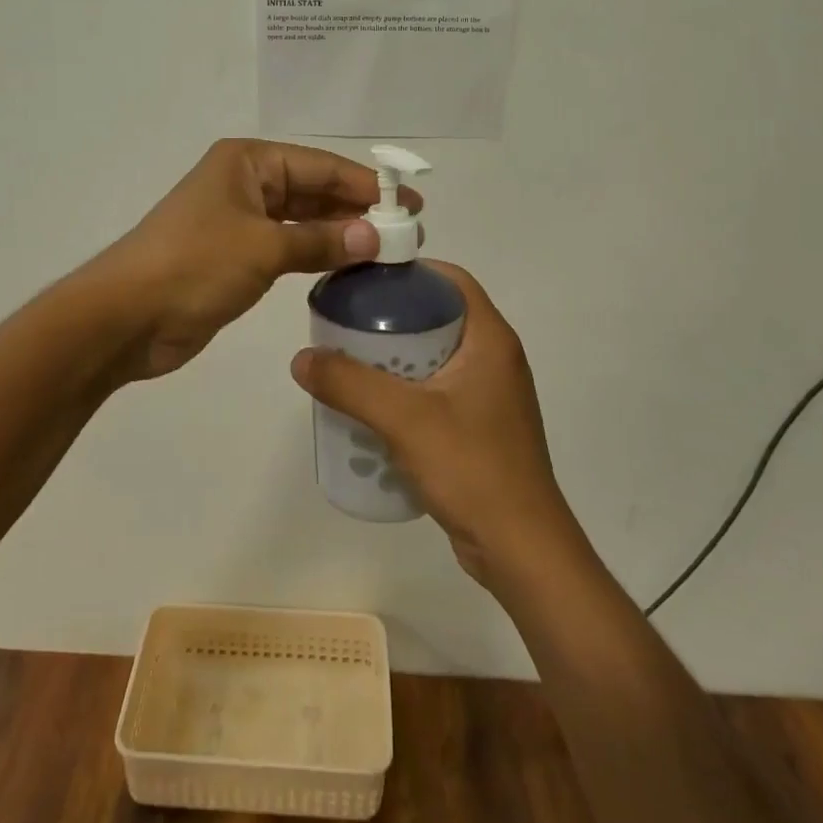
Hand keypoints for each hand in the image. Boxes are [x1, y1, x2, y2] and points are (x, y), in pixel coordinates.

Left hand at [95, 139, 419, 380]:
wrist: (126, 317)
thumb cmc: (195, 265)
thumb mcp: (264, 248)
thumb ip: (321, 241)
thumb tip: (374, 238)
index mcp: (248, 163)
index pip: (320, 165)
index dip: (366, 184)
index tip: (409, 204)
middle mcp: (245, 184)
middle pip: (313, 190)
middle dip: (356, 209)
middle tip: (406, 231)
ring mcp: (239, 221)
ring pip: (302, 220)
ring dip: (339, 233)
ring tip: (386, 250)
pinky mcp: (235, 257)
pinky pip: (287, 247)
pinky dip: (316, 254)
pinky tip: (347, 266)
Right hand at [290, 262, 574, 589]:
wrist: (521, 550)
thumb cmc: (472, 469)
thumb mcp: (405, 419)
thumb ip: (350, 384)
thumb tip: (302, 358)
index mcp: (490, 340)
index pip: (451, 281)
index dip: (409, 271)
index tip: (365, 278)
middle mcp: (494, 359)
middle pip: (438, 316)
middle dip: (392, 316)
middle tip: (346, 322)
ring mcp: (489, 396)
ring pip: (434, 357)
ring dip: (394, 357)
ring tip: (349, 362)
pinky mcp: (479, 427)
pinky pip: (436, 392)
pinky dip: (405, 390)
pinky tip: (372, 408)